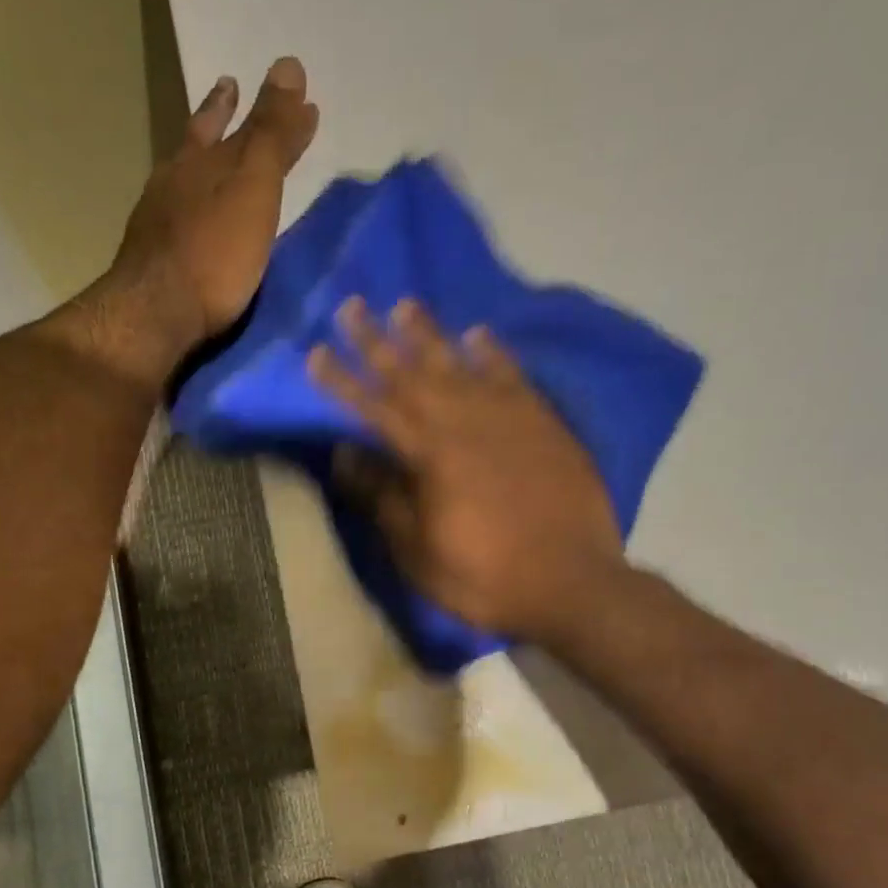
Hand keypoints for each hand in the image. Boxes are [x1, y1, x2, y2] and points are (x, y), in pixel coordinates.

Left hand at [102, 57, 319, 373]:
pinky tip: (194, 226)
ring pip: (182, 181)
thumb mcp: (252, 187)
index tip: (290, 88)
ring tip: (212, 162)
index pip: (240, 123)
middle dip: (219, 117)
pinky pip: (176, 223)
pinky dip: (191, 213)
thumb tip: (289, 64)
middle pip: (200, 142)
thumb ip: (271, 134)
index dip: (267, 109)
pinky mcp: (151, 264)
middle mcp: (174, 184)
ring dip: (200, 166)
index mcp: (201, 161)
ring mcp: (156, 223)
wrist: (157, 313)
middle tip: (229, 90)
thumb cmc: (214, 251)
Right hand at [309, 299, 625, 642]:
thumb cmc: (483, 577)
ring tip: (405, 305)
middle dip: (376, 340)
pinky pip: (512, 375)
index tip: (316, 351)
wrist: (571, 582)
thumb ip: (382, 497)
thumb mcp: (418, 551)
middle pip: (411, 373)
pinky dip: (492, 353)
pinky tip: (477, 334)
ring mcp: (508, 417)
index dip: (342, 380)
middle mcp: (464, 422)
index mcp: (428, 455)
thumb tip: (345, 453)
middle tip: (351, 306)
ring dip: (428, 334)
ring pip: (459, 364)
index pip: (373, 407)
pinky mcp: (544, 423)